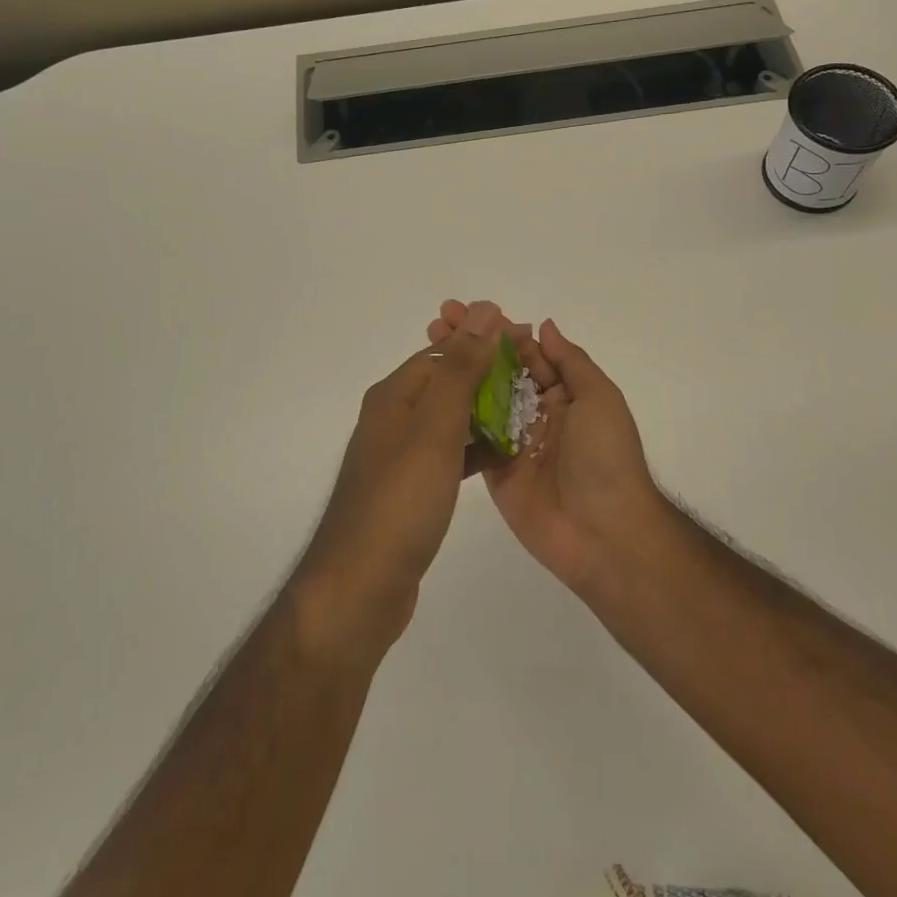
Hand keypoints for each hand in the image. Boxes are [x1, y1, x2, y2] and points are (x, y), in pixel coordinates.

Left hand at [295, 301, 509, 652]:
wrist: (361, 586)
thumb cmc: (400, 500)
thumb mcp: (434, 427)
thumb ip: (460, 369)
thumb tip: (484, 310)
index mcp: (394, 396)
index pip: (445, 352)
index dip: (485, 342)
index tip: (528, 339)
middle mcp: (393, 419)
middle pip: (448, 382)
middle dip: (490, 374)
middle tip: (536, 375)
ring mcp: (401, 457)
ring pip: (451, 420)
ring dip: (486, 411)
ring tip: (529, 411)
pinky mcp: (412, 490)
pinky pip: (450, 455)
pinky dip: (476, 449)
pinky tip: (505, 456)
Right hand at [427, 303, 668, 595]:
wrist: (605, 533)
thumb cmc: (606, 458)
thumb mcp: (599, 399)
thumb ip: (570, 362)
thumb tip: (543, 326)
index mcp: (563, 394)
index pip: (525, 353)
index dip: (496, 332)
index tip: (464, 311)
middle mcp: (536, 413)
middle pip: (498, 372)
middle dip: (470, 347)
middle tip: (436, 324)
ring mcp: (513, 442)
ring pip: (480, 401)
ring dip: (456, 375)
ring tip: (426, 350)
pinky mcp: (495, 470)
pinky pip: (472, 439)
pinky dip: (452, 417)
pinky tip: (426, 395)